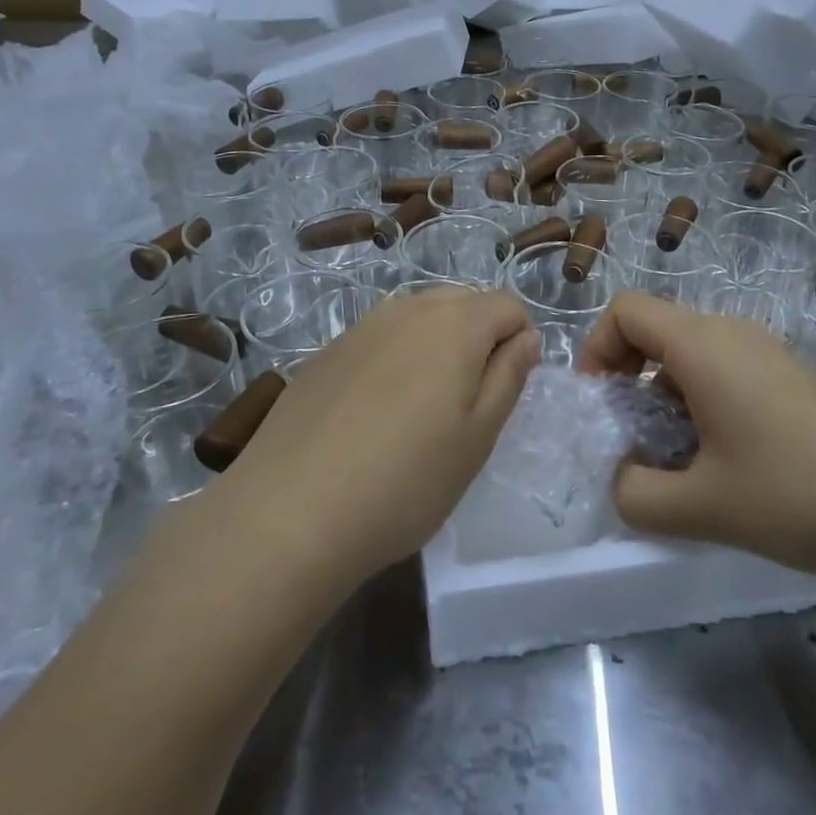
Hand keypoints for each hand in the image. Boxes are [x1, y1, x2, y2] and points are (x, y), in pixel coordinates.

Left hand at [216, 286, 540, 589]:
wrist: (289, 512)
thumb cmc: (405, 480)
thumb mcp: (477, 437)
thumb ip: (509, 376)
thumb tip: (525, 336)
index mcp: (454, 323)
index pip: (507, 304)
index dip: (520, 339)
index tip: (506, 389)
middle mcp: (407, 308)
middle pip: (463, 302)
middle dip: (480, 337)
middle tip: (468, 402)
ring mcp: (361, 327)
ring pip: (418, 317)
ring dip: (436, 346)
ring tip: (422, 409)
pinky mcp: (326, 352)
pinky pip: (380, 338)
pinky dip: (395, 359)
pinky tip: (375, 414)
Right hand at [578, 292, 815, 585]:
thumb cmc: (795, 495)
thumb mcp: (700, 508)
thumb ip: (635, 494)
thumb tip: (622, 477)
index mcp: (703, 346)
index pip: (626, 311)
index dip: (596, 348)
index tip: (599, 405)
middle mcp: (731, 333)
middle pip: (655, 329)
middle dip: (627, 378)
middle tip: (631, 437)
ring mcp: (765, 352)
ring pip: (689, 353)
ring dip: (663, 395)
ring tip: (676, 458)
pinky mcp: (788, 377)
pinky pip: (723, 369)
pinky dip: (699, 401)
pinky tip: (721, 460)